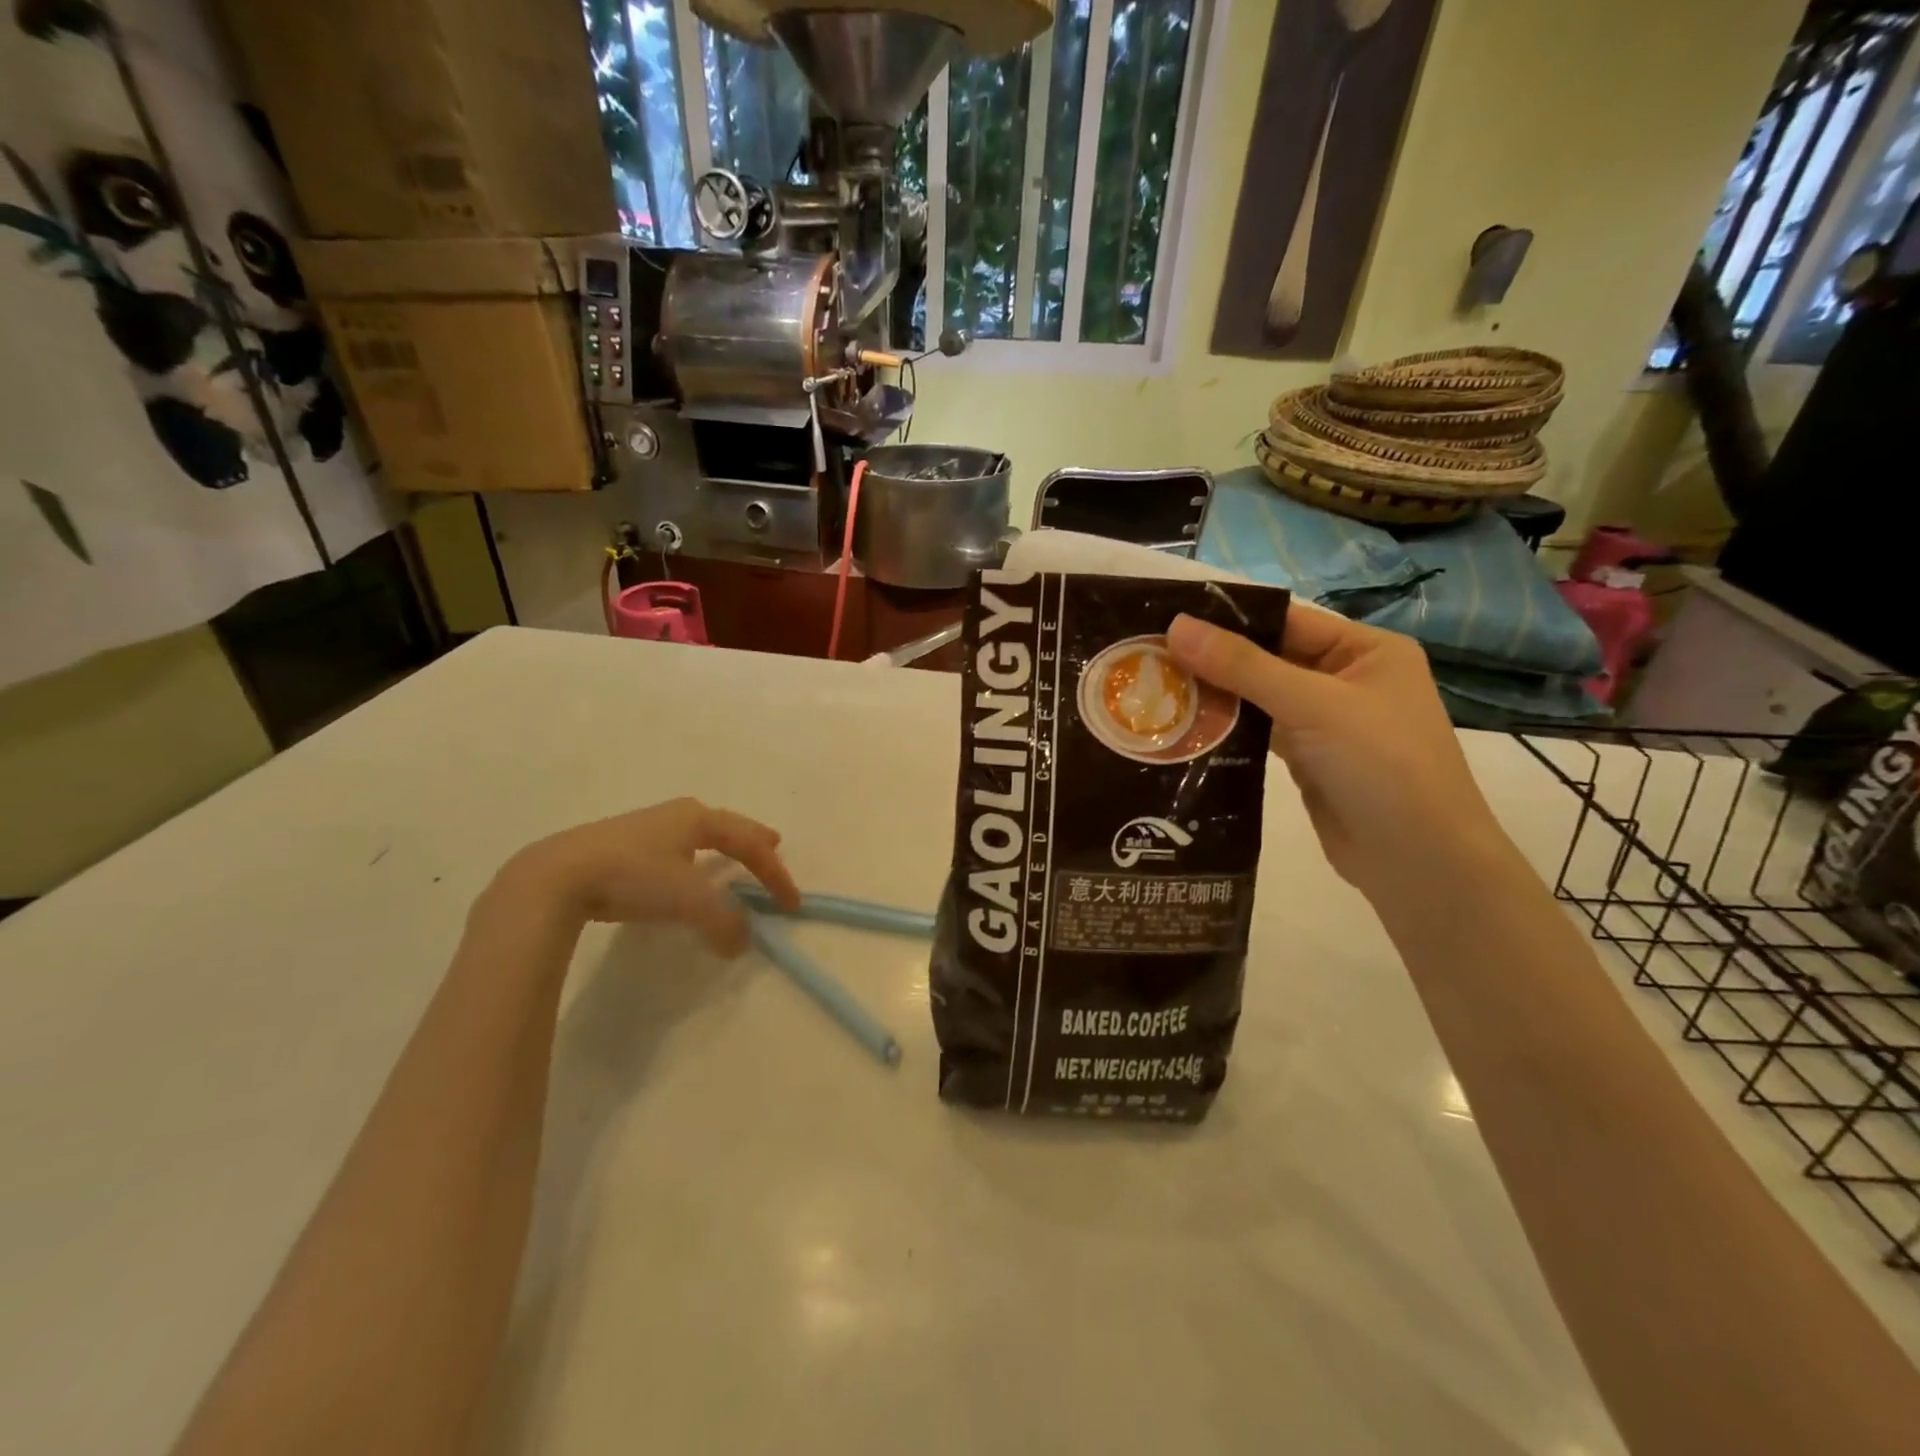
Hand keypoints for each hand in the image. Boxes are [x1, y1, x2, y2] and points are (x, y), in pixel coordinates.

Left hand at [504, 798, 800, 953]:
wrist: (556, 877)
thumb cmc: (634, 876)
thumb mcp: (689, 901)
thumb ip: (724, 922)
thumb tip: (742, 942)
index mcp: (698, 818)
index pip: (750, 843)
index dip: (776, 873)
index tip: (793, 904)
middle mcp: (676, 815)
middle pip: (725, 826)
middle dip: (751, 838)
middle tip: (772, 845)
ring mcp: (645, 828)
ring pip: (696, 835)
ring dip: (719, 847)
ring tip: (730, 857)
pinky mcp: (619, 847)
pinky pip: (672, 849)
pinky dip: (690, 859)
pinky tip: (680, 872)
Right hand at [1167, 608, 1510, 897]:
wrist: (1418, 861)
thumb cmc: (1381, 765)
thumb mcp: (1312, 705)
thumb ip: (1242, 665)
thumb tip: (1176, 625)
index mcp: (1365, 650)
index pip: (1286, 620)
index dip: (1229, 619)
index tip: (1167, 620)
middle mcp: (1346, 679)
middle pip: (1268, 658)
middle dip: (1214, 660)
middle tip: (1150, 657)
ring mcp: (1326, 722)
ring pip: (1259, 697)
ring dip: (1216, 696)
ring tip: (1156, 689)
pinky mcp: (1307, 759)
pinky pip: (1259, 732)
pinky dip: (1227, 729)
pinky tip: (1184, 726)